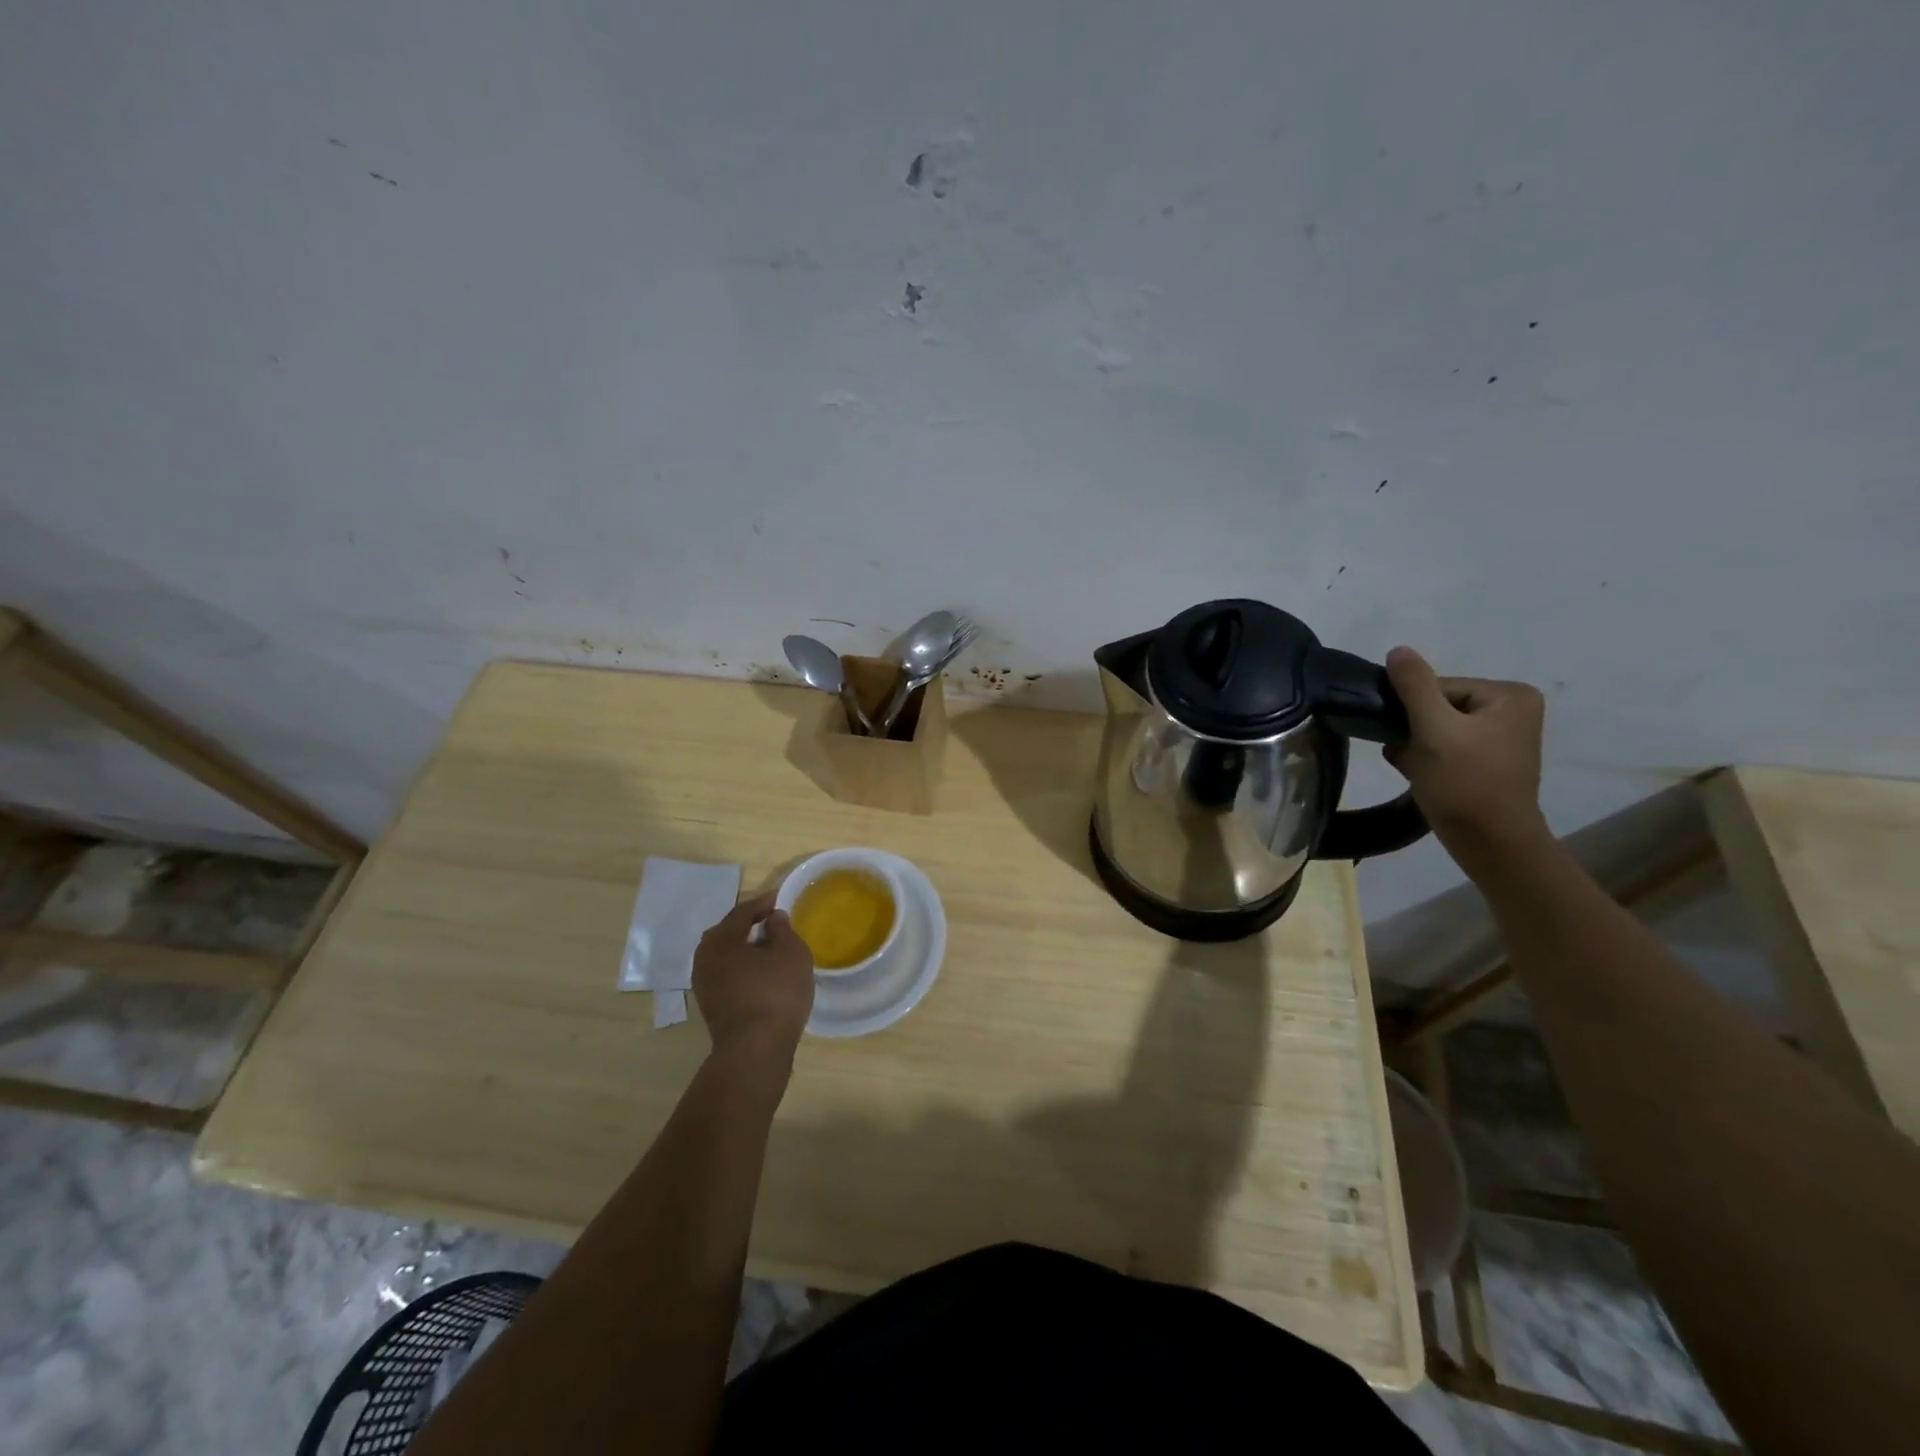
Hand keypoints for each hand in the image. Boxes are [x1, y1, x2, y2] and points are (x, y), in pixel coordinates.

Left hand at [692, 893, 814, 1062]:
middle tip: (771, 920)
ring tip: (768, 947)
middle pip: (727, 933)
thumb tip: (773, 918)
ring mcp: (704, 984)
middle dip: (749, 925)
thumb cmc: (776, 992)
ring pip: (725, 956)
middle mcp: (704, 958)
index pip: (742, 912)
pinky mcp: (710, 1006)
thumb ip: (782, 929)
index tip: (778, 899)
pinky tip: (760, 972)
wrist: (756, 1049)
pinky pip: (727, 974)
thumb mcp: (791, 953)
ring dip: (744, 948)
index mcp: (720, 940)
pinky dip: (742, 967)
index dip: (762, 903)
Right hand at [1384, 646, 1550, 867]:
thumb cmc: (1465, 782)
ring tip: (1413, 767)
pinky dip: (1426, 758)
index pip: (1440, 686)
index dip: (1413, 710)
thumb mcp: (1434, 729)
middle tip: (1406, 754)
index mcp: (1509, 695)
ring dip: (1415, 745)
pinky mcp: (1487, 763)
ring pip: (1437, 728)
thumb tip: (1398, 650)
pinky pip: (1445, 747)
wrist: (1490, 844)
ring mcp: (1501, 739)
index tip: (1405, 736)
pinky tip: (1417, 775)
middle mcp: (1512, 711)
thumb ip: (1414, 686)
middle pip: (1438, 706)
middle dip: (1414, 729)